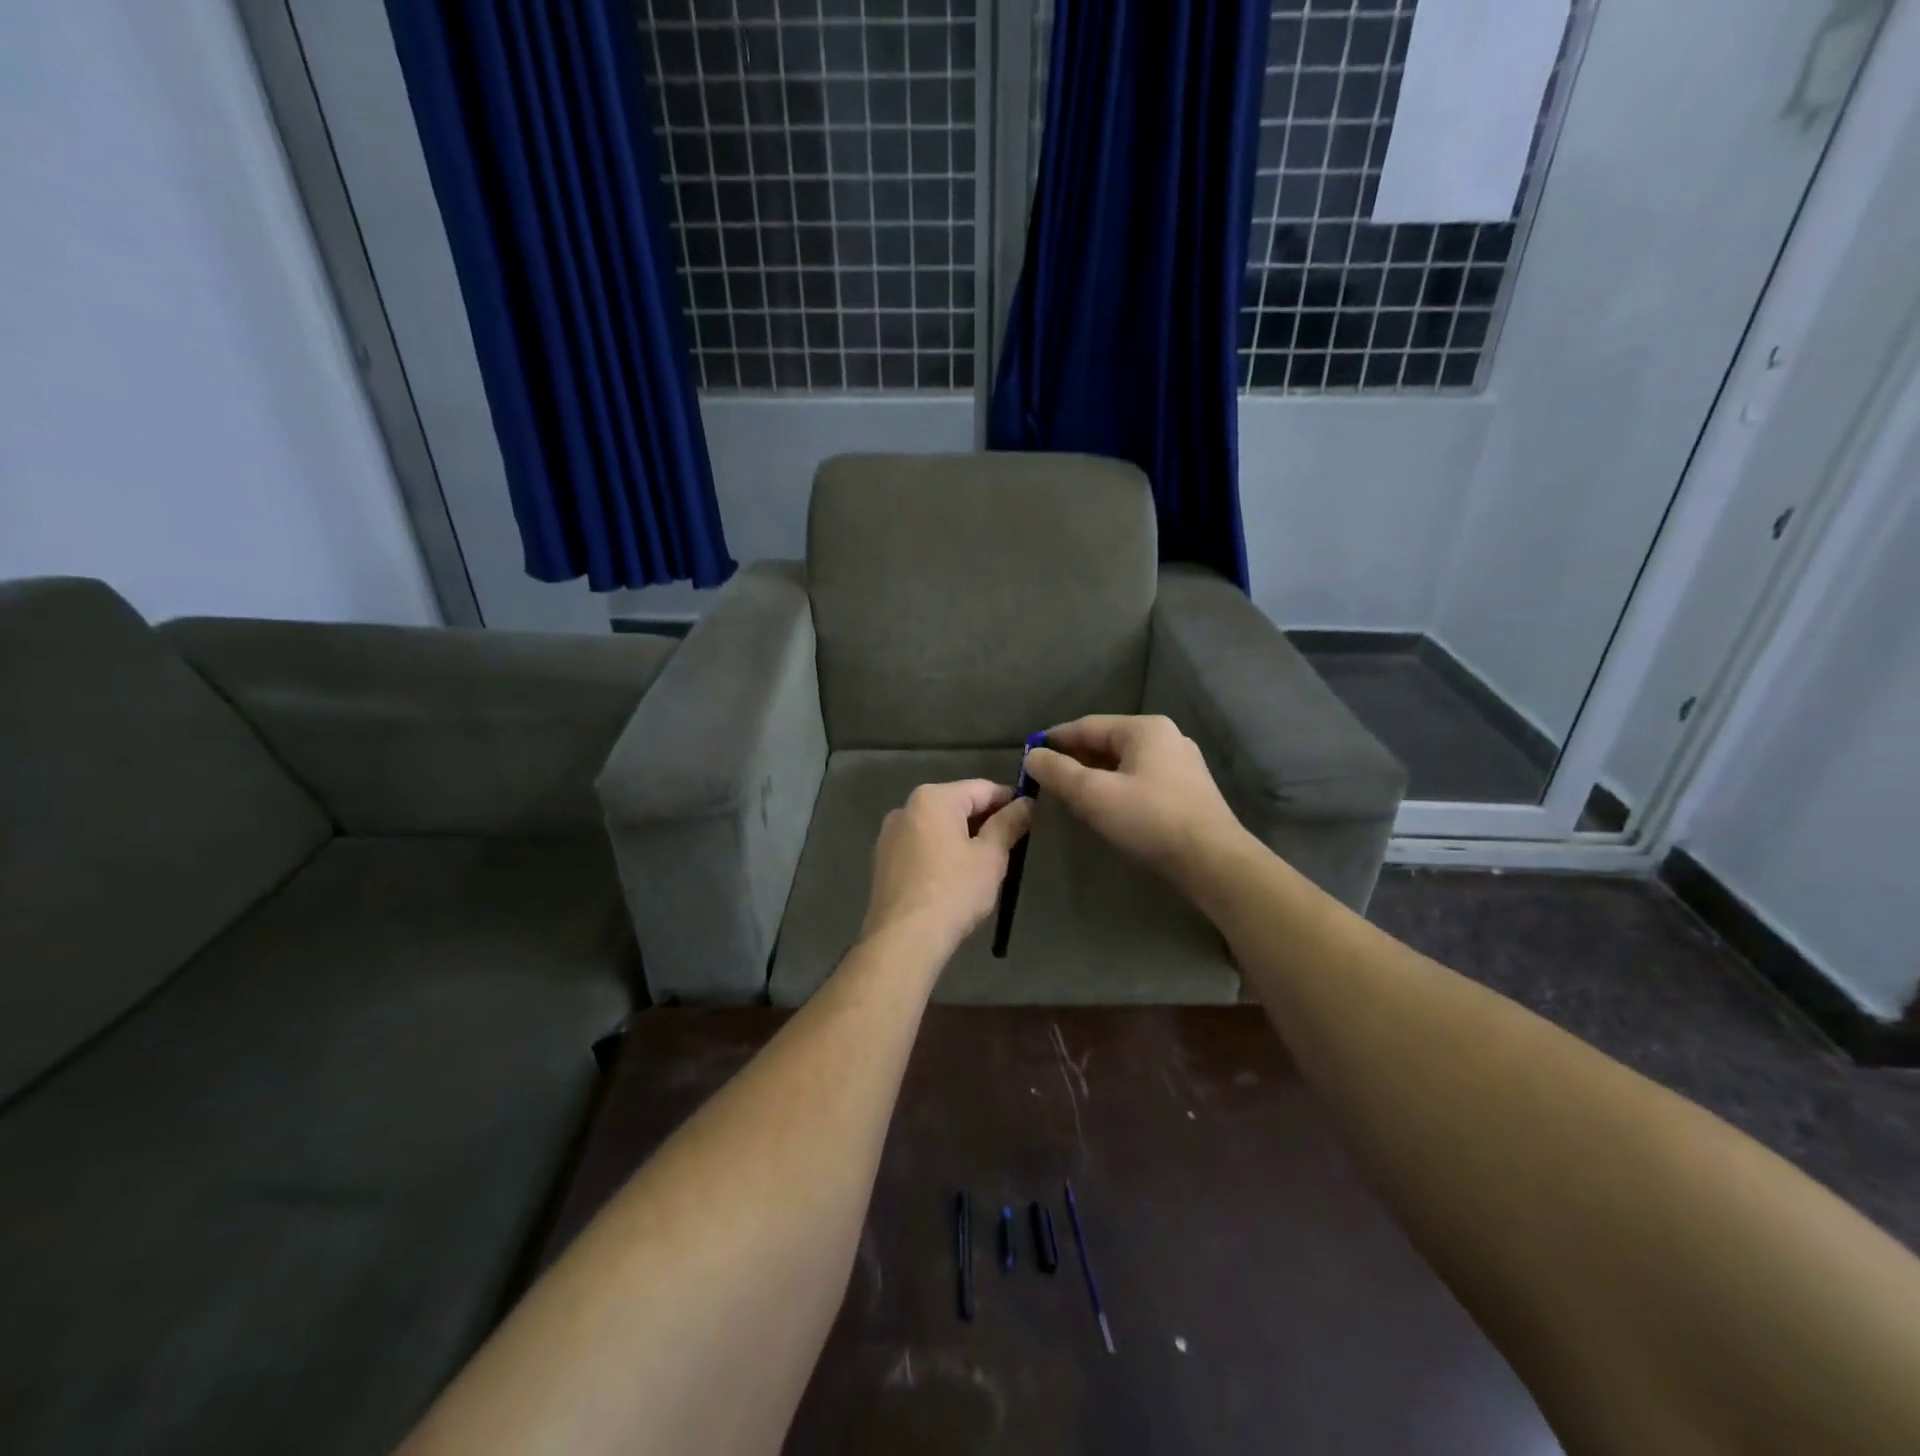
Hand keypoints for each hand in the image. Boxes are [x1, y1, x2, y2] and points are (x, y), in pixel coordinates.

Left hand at [861, 779, 1033, 954]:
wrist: (904, 939)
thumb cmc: (954, 891)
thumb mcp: (991, 857)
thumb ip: (1009, 824)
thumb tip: (1026, 803)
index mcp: (933, 798)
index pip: (982, 788)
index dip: (1010, 800)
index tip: (1030, 817)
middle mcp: (906, 808)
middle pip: (957, 805)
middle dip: (985, 820)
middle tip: (1011, 845)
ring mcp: (889, 835)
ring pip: (937, 826)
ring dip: (962, 837)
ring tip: (984, 864)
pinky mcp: (883, 861)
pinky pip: (920, 846)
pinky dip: (940, 853)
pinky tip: (954, 877)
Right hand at [1023, 715, 1245, 891]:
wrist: (1213, 861)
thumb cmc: (1150, 820)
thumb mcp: (1094, 795)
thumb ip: (1058, 772)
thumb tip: (1032, 756)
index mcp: (1144, 729)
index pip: (1087, 726)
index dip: (1055, 740)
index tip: (1029, 755)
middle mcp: (1166, 737)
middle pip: (1107, 742)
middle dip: (1074, 758)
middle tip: (1046, 778)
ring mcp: (1181, 763)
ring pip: (1124, 762)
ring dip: (1094, 774)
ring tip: (1069, 793)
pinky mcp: (1187, 789)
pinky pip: (1140, 778)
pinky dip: (1116, 786)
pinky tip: (1105, 805)